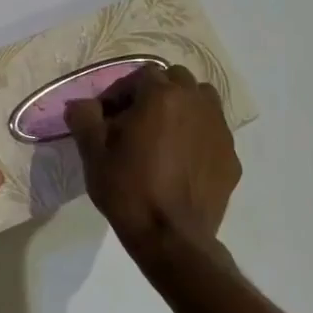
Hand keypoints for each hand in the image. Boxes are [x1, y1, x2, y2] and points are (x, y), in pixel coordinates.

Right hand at [66, 64, 240, 273]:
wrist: (172, 238)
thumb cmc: (128, 189)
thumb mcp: (93, 152)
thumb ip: (84, 117)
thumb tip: (81, 104)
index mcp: (161, 96)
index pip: (140, 74)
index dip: (121, 91)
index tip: (108, 116)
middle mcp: (195, 103)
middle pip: (176, 79)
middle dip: (155, 93)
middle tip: (136, 121)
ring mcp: (219, 129)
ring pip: (201, 100)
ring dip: (182, 107)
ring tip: (164, 135)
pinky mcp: (231, 155)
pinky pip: (213, 131)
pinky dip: (198, 135)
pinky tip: (182, 161)